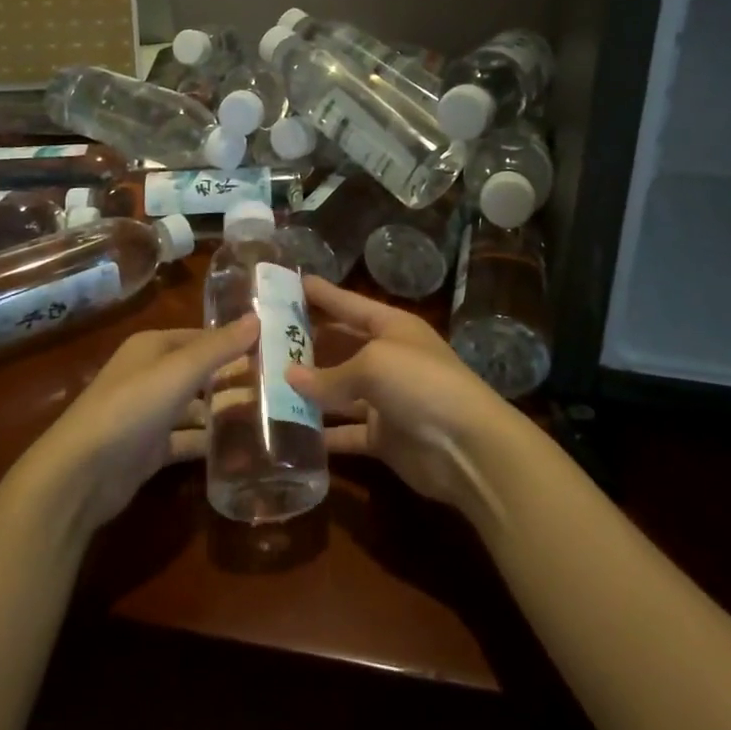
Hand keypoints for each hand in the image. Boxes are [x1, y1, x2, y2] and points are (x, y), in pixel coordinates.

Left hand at [16, 316, 257, 532]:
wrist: (81, 474)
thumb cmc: (131, 407)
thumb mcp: (179, 371)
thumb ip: (219, 347)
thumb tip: (257, 317)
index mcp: (153, 347)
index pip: (202, 337)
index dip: (235, 341)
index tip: (275, 347)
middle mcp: (151, 375)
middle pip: (201, 371)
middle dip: (235, 376)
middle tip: (281, 383)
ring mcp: (150, 414)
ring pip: (197, 407)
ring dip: (226, 410)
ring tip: (272, 414)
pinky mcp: (151, 449)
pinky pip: (189, 439)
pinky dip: (211, 442)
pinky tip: (243, 448)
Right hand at [287, 277, 525, 518]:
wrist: (467, 446)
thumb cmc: (420, 384)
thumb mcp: (372, 366)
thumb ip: (329, 374)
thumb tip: (289, 377)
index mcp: (391, 327)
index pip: (349, 304)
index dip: (321, 294)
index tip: (289, 284)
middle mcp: (388, 358)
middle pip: (340, 345)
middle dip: (307, 343)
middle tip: (264, 339)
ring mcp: (385, 398)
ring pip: (338, 390)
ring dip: (308, 389)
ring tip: (265, 383)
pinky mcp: (382, 435)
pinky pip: (345, 431)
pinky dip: (322, 432)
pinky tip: (289, 431)